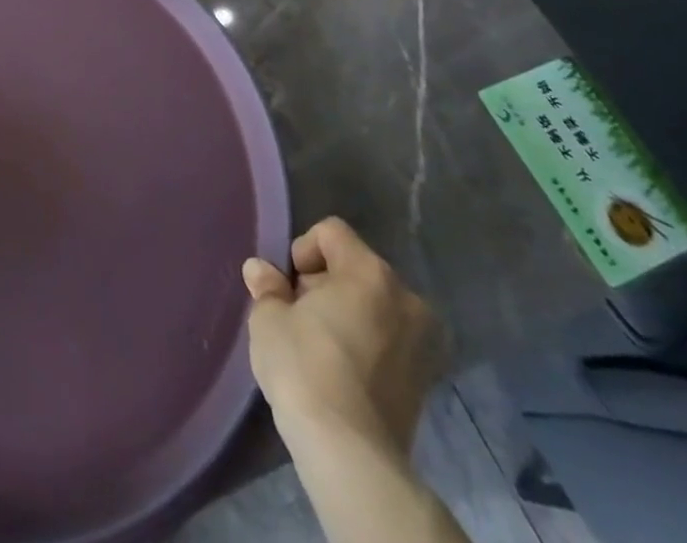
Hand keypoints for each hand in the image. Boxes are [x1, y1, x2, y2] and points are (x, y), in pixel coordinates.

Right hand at [242, 218, 445, 456]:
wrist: (350, 454)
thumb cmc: (305, 368)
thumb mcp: (269, 319)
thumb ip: (267, 287)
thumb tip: (260, 270)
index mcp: (369, 272)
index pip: (331, 232)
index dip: (302, 251)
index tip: (288, 287)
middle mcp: (405, 298)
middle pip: (355, 268)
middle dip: (325, 284)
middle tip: (299, 316)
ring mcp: (422, 341)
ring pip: (374, 305)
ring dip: (347, 314)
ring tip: (319, 346)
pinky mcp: (426, 381)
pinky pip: (388, 340)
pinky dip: (366, 343)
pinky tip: (341, 372)